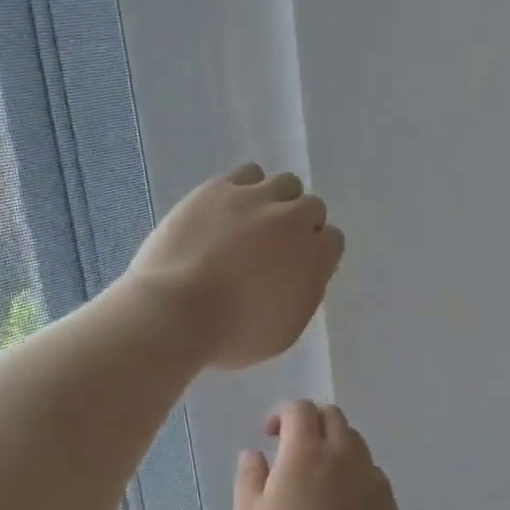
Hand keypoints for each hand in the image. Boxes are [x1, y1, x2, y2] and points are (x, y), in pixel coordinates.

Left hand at [124, 163, 344, 369]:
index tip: (297, 267)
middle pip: (311, 207)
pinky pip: (245, 175)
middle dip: (298, 225)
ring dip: (276, 200)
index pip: (332, 240)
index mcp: (314, 256)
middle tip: (274, 247)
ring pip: (283, 183)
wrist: (177, 311)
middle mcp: (292, 219)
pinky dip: (243, 190)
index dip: (315, 253)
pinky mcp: (218, 188)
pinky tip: (227, 210)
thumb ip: (302, 293)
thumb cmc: (234, 334)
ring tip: (252, 222)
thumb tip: (301, 273)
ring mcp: (255, 198)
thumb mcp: (284, 330)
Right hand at [234, 400, 408, 509]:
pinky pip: (370, 470)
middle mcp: (343, 453)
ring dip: (334, 443)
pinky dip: (353, 471)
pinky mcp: (389, 499)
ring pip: (354, 440)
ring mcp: (370, 474)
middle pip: (332, 415)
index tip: (270, 435)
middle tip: (293, 445)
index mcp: (306, 451)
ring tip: (318, 473)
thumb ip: (249, 480)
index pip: (300, 409)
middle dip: (310, 420)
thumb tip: (254, 453)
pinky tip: (343, 501)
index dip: (283, 413)